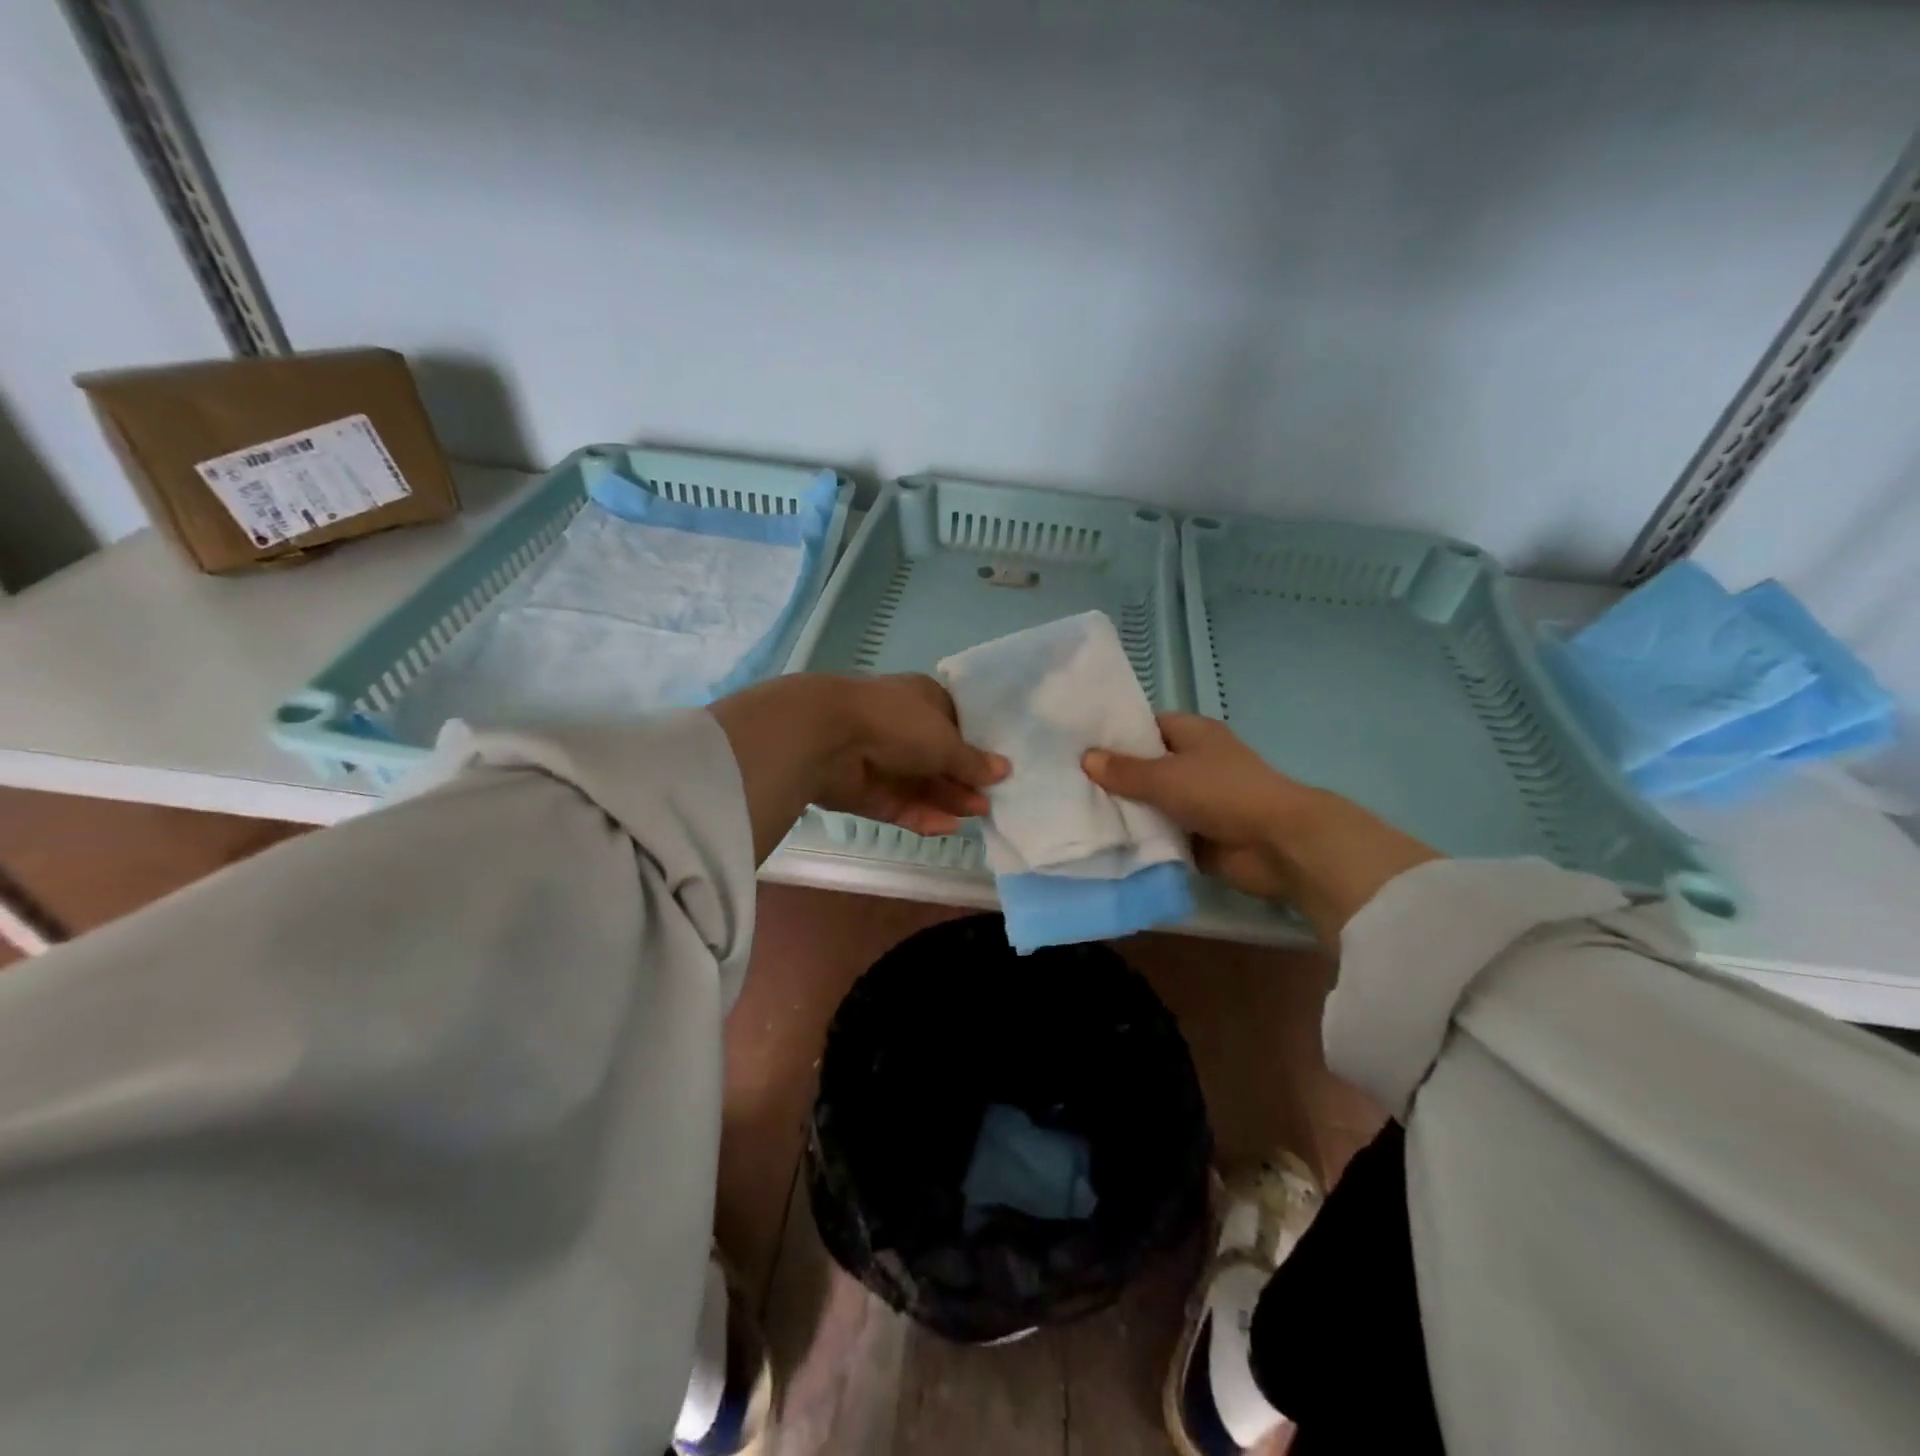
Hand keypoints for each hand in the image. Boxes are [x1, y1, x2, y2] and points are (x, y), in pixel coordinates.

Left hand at [811, 675, 1008, 836]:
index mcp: (922, 700)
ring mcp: (883, 761)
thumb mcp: (945, 740)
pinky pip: (900, 805)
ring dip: (948, 799)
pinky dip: (922, 814)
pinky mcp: (867, 792)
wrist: (827, 737)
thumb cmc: (896, 723)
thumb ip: (973, 761)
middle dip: (964, 780)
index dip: (977, 746)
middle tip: (991, 799)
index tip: (1000, 769)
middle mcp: (903, 728)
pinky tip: (947, 826)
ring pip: (921, 785)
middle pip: (940, 759)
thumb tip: (1004, 770)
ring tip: (977, 814)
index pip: (956, 723)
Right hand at [1083, 713, 1438, 947]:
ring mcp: (1198, 800)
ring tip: (1077, 814)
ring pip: (1152, 802)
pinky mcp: (1200, 834)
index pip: (1145, 725)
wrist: (1278, 844)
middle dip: (1114, 777)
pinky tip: (1105, 842)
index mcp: (1193, 734)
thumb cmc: (1222, 794)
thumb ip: (1124, 770)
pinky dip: (1142, 838)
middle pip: (1146, 766)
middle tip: (1067, 783)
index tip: (1078, 745)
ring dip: (1126, 811)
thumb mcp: (1165, 776)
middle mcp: (1195, 762)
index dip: (1115, 734)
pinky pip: (1162, 832)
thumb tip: (1086, 758)